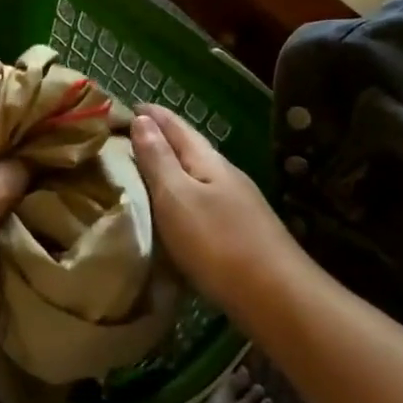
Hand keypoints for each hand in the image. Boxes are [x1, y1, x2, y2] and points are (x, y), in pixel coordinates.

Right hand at [131, 105, 310, 319]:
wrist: (277, 297)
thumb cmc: (218, 243)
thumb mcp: (177, 197)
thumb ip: (158, 159)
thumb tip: (142, 119)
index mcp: (208, 161)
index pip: (176, 126)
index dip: (151, 114)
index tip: (124, 106)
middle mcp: (226, 174)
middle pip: (189, 146)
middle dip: (160, 136)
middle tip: (127, 134)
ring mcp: (237, 203)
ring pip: (196, 173)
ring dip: (170, 165)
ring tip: (143, 167)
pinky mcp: (240, 229)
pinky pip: (202, 198)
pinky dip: (181, 192)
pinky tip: (173, 206)